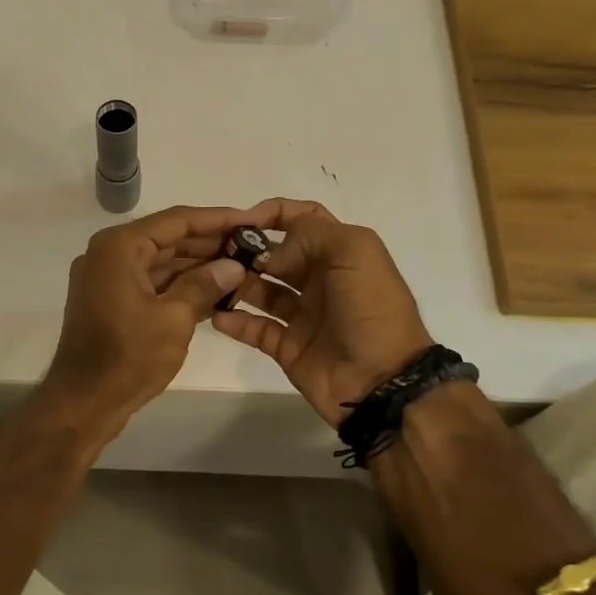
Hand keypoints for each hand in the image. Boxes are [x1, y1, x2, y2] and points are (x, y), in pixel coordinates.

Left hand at [40, 203, 276, 437]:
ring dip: (198, 266)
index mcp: (119, 247)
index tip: (251, 219)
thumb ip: (204, 285)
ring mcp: (107, 278)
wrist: (83, 402)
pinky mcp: (111, 301)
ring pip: (161, 263)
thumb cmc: (128, 357)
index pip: (176, 220)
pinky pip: (151, 283)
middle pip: (168, 239)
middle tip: (253, 246)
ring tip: (241, 268)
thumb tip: (234, 265)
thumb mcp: (174, 319)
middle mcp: (109, 254)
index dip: (217, 219)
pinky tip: (216, 292)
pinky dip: (179, 286)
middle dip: (210, 243)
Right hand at [211, 199, 433, 423]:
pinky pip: (254, 328)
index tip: (242, 220)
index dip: (274, 213)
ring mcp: (303, 315)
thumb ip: (310, 234)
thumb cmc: (372, 309)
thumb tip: (270, 252)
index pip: (304, 219)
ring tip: (212, 280)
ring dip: (237, 282)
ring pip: (261, 290)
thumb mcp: (354, 253)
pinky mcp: (287, 346)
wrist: (383, 381)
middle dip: (248, 249)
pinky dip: (234, 321)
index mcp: (340, 253)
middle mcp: (320, 280)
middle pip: (276, 255)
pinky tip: (216, 314)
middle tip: (218, 253)